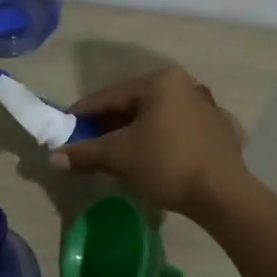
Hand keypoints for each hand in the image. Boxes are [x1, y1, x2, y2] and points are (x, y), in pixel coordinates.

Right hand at [50, 66, 248, 216]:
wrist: (223, 194)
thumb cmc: (167, 163)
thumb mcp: (120, 156)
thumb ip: (85, 152)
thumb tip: (53, 156)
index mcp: (160, 81)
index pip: (109, 95)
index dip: (83, 114)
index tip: (64, 128)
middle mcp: (184, 84)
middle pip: (134, 104)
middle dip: (108, 124)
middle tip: (88, 144)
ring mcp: (205, 106)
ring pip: (156, 116)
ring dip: (133, 133)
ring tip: (116, 154)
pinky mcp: (218, 130)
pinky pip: (177, 130)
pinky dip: (159, 140)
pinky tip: (152, 158)